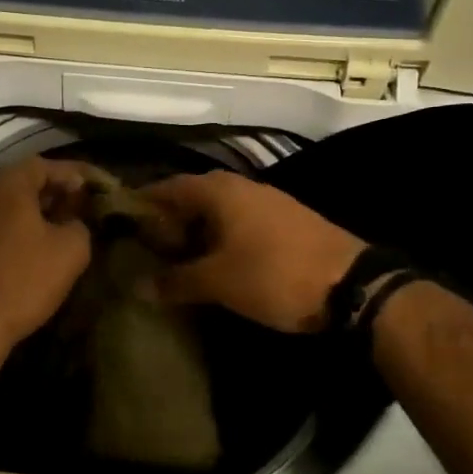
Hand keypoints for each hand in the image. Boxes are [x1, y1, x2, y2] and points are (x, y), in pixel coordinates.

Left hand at [0, 157, 93, 364]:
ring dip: (29, 214)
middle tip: (77, 207)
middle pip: (20, 183)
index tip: (96, 186)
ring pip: (2, 207)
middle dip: (52, 192)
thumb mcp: (70, 252)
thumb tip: (72, 223)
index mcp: (8, 186)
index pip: (46, 164)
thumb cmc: (21, 282)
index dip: (74, 173)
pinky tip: (23, 255)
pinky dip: (9, 233)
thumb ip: (79, 226)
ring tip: (54, 231)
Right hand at [142, 173, 363, 332]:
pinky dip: (219, 239)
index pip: (167, 187)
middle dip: (167, 221)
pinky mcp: (284, 222)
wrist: (352, 285)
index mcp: (219, 191)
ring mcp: (266, 203)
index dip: (143, 204)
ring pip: (217, 212)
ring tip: (173, 260)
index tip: (120, 224)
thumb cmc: (274, 274)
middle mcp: (240, 187)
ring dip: (195, 232)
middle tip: (144, 249)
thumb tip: (136, 286)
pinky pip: (238, 223)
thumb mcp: (218, 282)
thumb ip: (175, 281)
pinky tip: (214, 263)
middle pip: (191, 198)